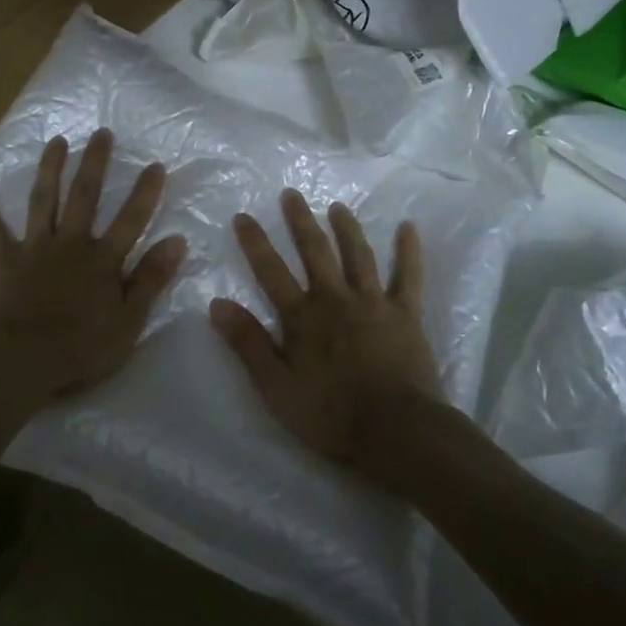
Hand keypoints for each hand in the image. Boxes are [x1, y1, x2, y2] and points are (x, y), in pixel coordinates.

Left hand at [0, 130, 186, 407]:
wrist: (19, 363)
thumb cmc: (79, 350)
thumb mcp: (128, 322)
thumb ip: (150, 280)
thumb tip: (177, 241)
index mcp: (102, 261)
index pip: (131, 220)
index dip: (145, 193)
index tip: (154, 164)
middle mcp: (69, 245)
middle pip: (85, 197)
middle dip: (94, 164)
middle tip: (101, 133)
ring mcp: (34, 250)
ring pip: (43, 201)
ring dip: (50, 169)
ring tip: (56, 141)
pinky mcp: (2, 262)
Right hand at [211, 191, 446, 491]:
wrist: (397, 431)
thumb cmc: (330, 414)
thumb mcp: (276, 386)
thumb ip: (248, 344)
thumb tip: (217, 304)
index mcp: (302, 317)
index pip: (271, 272)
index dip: (255, 243)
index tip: (243, 216)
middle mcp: (335, 299)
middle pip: (315, 252)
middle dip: (300, 221)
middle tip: (292, 194)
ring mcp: (374, 304)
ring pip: (358, 256)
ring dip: (347, 229)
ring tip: (338, 207)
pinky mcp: (406, 315)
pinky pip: (408, 277)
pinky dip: (409, 252)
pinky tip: (409, 228)